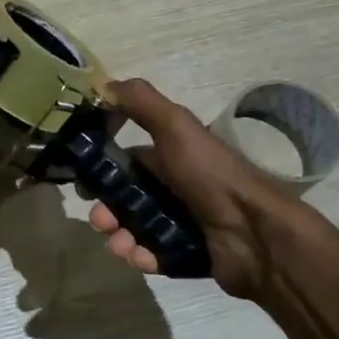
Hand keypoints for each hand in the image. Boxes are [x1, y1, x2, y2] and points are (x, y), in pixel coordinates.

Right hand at [88, 77, 302, 298]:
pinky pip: (153, 256)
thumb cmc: (211, 175)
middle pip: (125, 198)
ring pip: (134, 229)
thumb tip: (101, 81)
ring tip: (119, 245)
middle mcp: (175, 187)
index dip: (102, 169)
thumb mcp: (176, 127)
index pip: (127, 161)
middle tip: (100, 220)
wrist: (256, 234)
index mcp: (172, 157)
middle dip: (106, 209)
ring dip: (118, 237)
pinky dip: (141, 256)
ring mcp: (182, 223)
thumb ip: (140, 102)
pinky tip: (141, 257)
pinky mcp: (187, 254)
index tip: (82, 181)